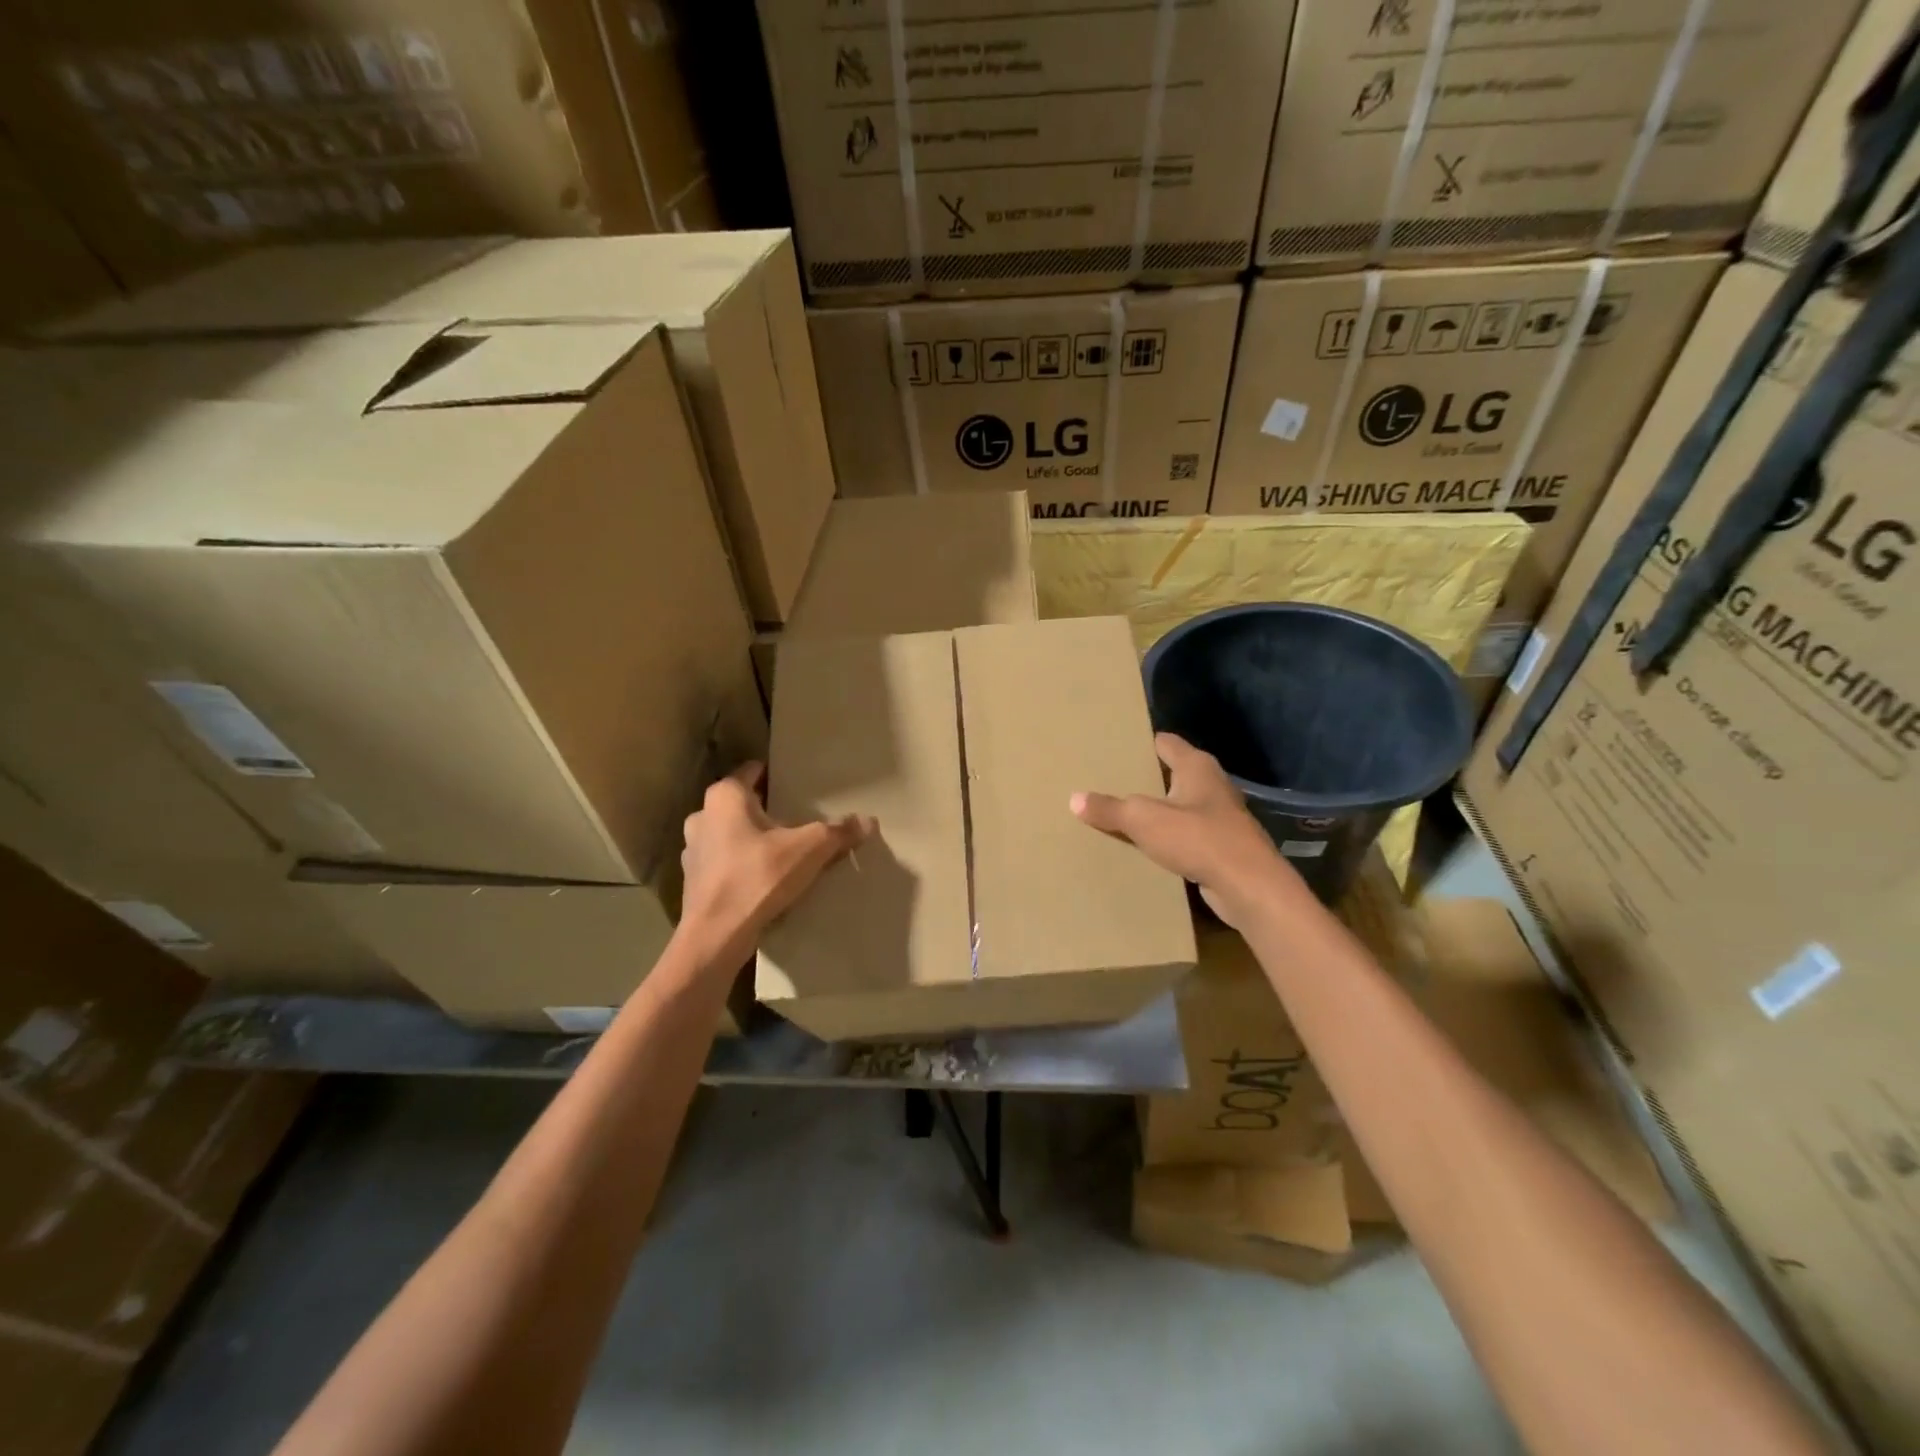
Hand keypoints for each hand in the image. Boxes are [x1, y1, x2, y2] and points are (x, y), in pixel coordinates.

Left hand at [679, 763, 872, 964]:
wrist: (716, 935)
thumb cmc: (758, 877)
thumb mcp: (809, 850)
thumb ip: (838, 832)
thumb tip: (869, 821)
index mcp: (725, 797)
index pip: (753, 771)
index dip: (776, 775)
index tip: (799, 784)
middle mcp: (702, 815)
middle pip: (742, 804)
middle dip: (767, 809)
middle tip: (797, 819)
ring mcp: (693, 849)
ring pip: (729, 833)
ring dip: (751, 839)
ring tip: (782, 851)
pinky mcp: (693, 880)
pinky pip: (723, 862)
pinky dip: (740, 865)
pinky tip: (762, 879)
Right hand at [1071, 733, 1306, 929]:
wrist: (1248, 886)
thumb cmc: (1197, 838)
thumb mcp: (1143, 820)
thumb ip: (1109, 808)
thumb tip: (1075, 798)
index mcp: (1196, 766)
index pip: (1164, 742)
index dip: (1140, 743)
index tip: (1113, 747)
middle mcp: (1211, 784)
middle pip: (1171, 773)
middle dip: (1144, 778)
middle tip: (1108, 781)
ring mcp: (1219, 816)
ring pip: (1180, 806)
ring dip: (1156, 810)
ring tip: (1121, 814)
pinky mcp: (1222, 845)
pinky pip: (1187, 834)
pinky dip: (1168, 837)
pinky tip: (1145, 847)